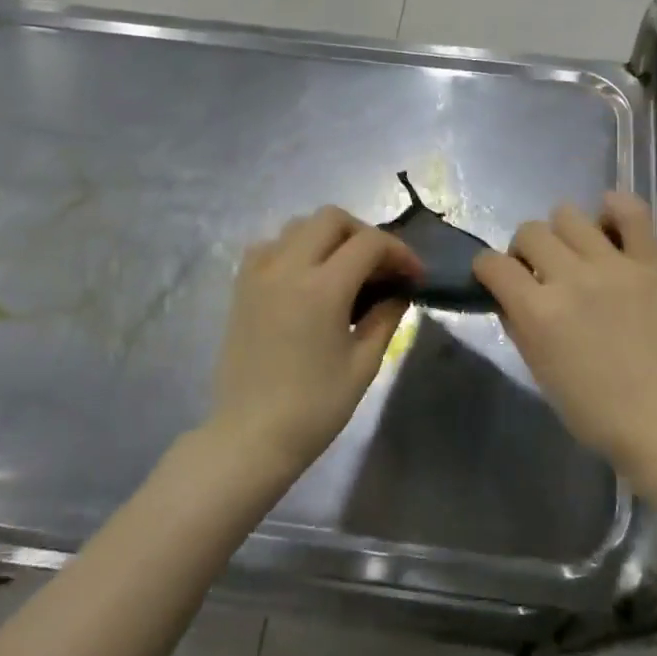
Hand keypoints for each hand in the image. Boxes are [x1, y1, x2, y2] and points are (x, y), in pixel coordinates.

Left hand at [209, 207, 422, 473]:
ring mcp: (259, 274)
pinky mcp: (241, 287)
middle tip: (381, 267)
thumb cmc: (314, 408)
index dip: (399, 252)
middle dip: (365, 234)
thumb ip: (385, 318)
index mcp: (322, 288)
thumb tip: (399, 291)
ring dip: (329, 236)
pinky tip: (308, 277)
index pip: (369, 244)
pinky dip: (295, 248)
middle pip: (331, 219)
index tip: (414, 275)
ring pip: (298, 226)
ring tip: (346, 269)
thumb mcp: (363, 364)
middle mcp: (287, 268)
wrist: (250, 436)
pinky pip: (270, 245)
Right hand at [475, 193, 656, 468]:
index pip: (492, 264)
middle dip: (524, 251)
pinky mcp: (650, 262)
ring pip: (569, 214)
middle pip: (529, 231)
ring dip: (562, 233)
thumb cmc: (592, 408)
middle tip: (540, 272)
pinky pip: (631, 211)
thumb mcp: (538, 370)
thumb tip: (509, 294)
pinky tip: (608, 224)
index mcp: (538, 311)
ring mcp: (613, 265)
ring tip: (576, 254)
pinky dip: (615, 209)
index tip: (495, 277)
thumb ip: (519, 324)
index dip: (486, 268)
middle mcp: (571, 278)